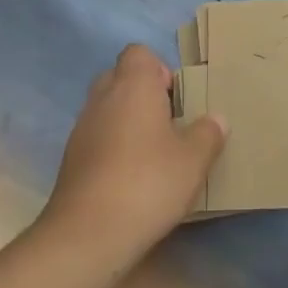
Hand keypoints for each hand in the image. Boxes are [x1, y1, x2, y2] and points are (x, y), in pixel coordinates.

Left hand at [40, 45, 227, 263]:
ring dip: (127, 122)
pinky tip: (132, 177)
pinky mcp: (70, 160)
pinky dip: (112, 147)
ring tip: (154, 153)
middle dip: (142, 94)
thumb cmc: (148, 183)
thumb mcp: (194, 160)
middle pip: (120, 78)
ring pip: (106, 109)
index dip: (159, 69)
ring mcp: (81, 130)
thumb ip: (208, 134)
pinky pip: (96, 138)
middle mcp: (102, 99)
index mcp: (133, 86)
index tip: (177, 98)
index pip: (138, 53)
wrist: (87, 234)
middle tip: (169, 123)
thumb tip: (216, 119)